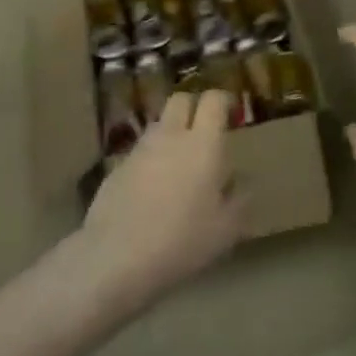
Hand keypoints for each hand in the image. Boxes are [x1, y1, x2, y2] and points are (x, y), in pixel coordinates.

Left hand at [81, 90, 245, 310]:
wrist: (117, 255)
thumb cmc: (183, 240)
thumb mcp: (226, 229)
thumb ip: (238, 198)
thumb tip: (238, 181)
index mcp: (203, 144)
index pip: (213, 100)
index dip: (223, 101)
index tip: (231, 113)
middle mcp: (171, 136)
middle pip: (181, 100)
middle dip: (194, 107)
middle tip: (204, 133)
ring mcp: (140, 150)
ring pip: (159, 125)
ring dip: (171, 134)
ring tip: (179, 165)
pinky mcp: (117, 168)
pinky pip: (141, 152)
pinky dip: (151, 160)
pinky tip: (153, 190)